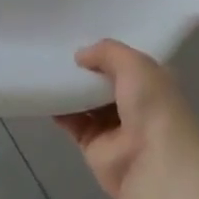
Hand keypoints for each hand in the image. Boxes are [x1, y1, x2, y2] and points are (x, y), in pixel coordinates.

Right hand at [54, 40, 198, 198]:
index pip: (129, 62)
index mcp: (153, 82)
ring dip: (71, 88)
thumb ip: (107, 52)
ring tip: (48, 67)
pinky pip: (73, 123)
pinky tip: (45, 93)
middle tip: (60, 49)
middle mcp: (136, 103)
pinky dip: (60, 111)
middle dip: (87, 68)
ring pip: (88, 102)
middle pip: (105, 81)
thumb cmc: (152, 104)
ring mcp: (114, 126)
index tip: (85, 35)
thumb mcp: (134, 63)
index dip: (109, 51)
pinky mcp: (94, 146)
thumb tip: (80, 55)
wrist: (153, 163)